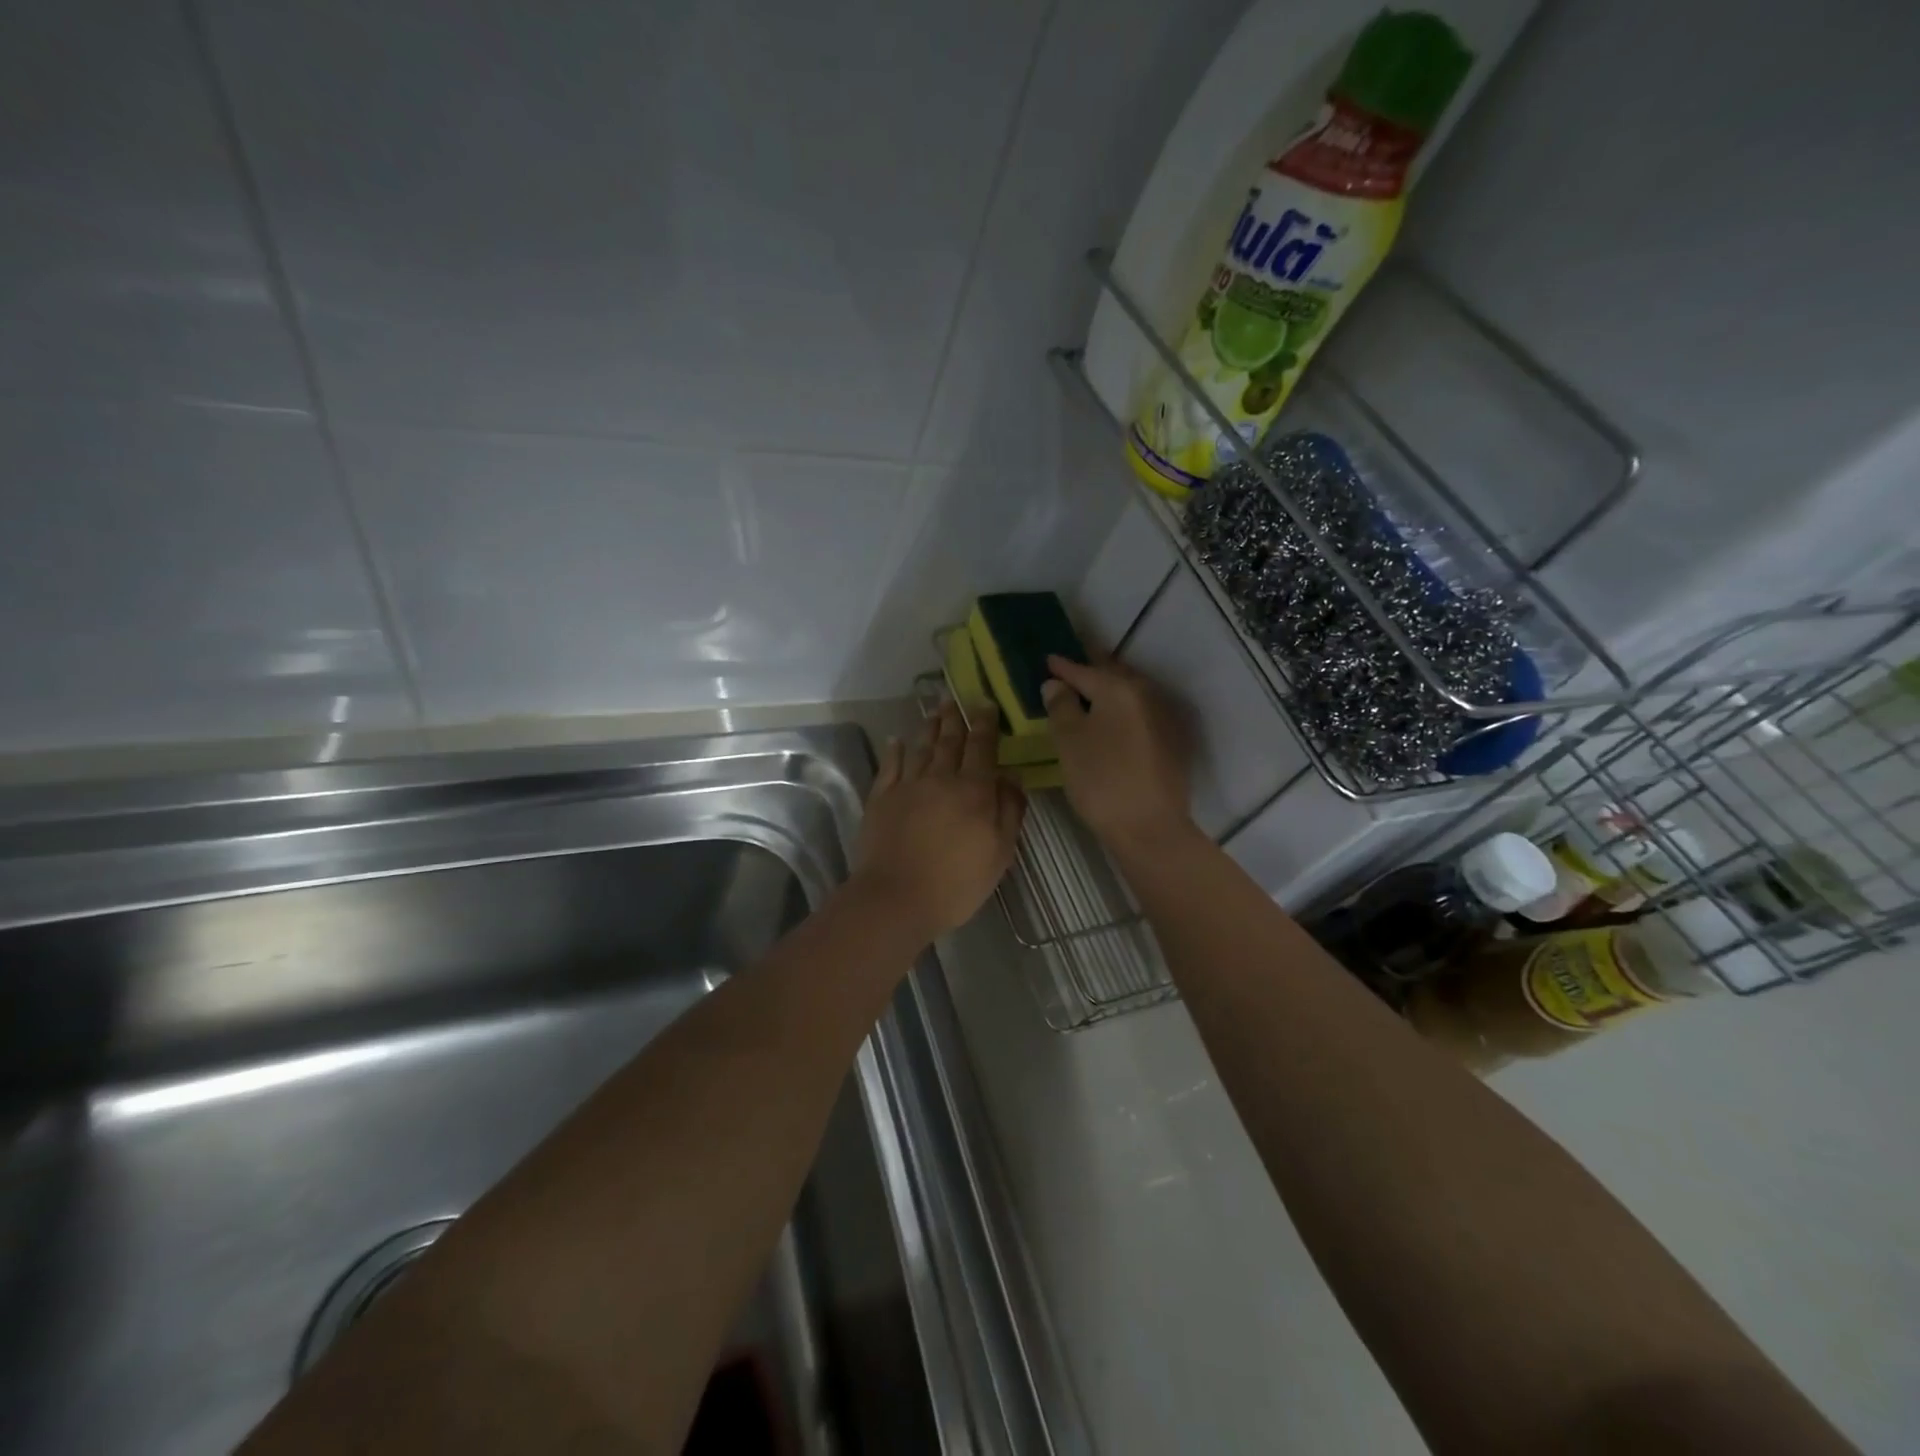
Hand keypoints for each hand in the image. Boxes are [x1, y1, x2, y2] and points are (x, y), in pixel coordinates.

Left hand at [855, 701, 1024, 935]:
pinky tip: (896, 740)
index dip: (986, 724)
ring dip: (929, 728)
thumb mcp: (999, 853)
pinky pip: (889, 767)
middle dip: (955, 718)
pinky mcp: (881, 799)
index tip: (987, 704)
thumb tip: (1013, 776)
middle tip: (956, 698)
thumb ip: (1009, 811)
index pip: (982, 747)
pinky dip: (894, 751)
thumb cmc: (956, 883)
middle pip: (949, 742)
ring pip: (921, 748)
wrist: (896, 898)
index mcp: (973, 790)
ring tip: (934, 711)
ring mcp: (907, 787)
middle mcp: (940, 779)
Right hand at [1042, 655, 1192, 849]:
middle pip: (1114, 675)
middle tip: (1071, 667)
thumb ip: (1061, 706)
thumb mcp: (1069, 741)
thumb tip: (1056, 684)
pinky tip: (1113, 720)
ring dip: (1110, 688)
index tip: (1048, 659)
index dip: (1063, 666)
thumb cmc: (1101, 780)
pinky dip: (1124, 709)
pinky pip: (1142, 712)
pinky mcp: (1173, 741)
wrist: (1150, 827)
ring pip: (1131, 693)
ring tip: (1090, 691)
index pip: (1084, 670)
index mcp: (1119, 689)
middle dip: (1092, 669)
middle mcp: (1146, 694)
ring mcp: (1164, 717)